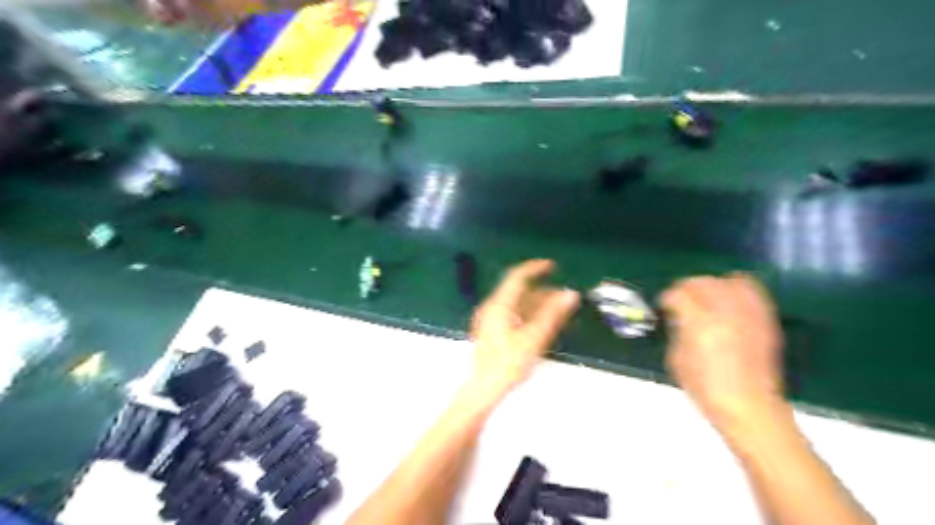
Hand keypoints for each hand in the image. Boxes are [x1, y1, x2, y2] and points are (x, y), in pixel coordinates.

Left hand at [468, 260, 577, 408]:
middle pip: (517, 291)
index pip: (517, 276)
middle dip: (541, 290)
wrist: (484, 389)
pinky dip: (527, 314)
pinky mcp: (490, 332)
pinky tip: (540, 324)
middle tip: (562, 295)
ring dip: (536, 303)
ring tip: (557, 310)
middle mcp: (492, 308)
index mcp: (499, 305)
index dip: (535, 268)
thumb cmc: (508, 363)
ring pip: (515, 304)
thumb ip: (552, 314)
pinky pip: (511, 315)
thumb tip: (570, 294)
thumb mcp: (534, 338)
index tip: (553, 266)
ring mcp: (489, 320)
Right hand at [661, 274, 782, 430]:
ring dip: (713, 285)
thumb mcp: (677, 360)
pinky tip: (730, 300)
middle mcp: (724, 313)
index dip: (667, 298)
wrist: (750, 407)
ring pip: (729, 281)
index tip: (665, 306)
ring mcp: (748, 315)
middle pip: (703, 282)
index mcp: (699, 324)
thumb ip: (677, 332)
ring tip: (707, 296)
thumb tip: (679, 318)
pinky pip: (753, 292)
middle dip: (687, 287)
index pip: (678, 295)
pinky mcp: (765, 320)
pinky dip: (738, 289)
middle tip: (682, 299)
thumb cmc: (706, 389)